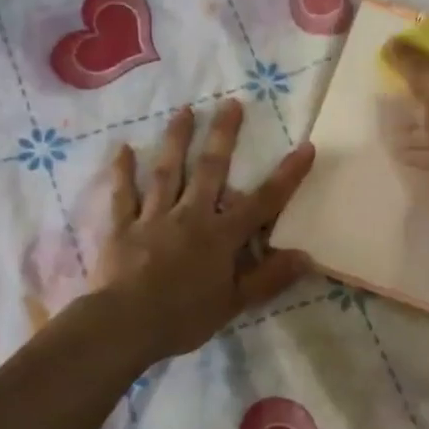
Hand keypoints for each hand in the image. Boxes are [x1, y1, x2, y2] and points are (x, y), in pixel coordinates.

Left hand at [88, 99, 314, 360]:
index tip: (305, 147)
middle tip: (230, 103)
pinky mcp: (122, 227)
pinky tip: (122, 149)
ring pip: (167, 172)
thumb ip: (268, 278)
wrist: (124, 325)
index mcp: (220, 235)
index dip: (286, 175)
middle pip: (209, 170)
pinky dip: (122, 172)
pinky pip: (123, 195)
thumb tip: (306, 256)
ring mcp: (153, 217)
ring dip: (176, 140)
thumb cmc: (184, 317)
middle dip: (223, 136)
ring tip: (185, 111)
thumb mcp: (233, 303)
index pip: (262, 202)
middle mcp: (189, 216)